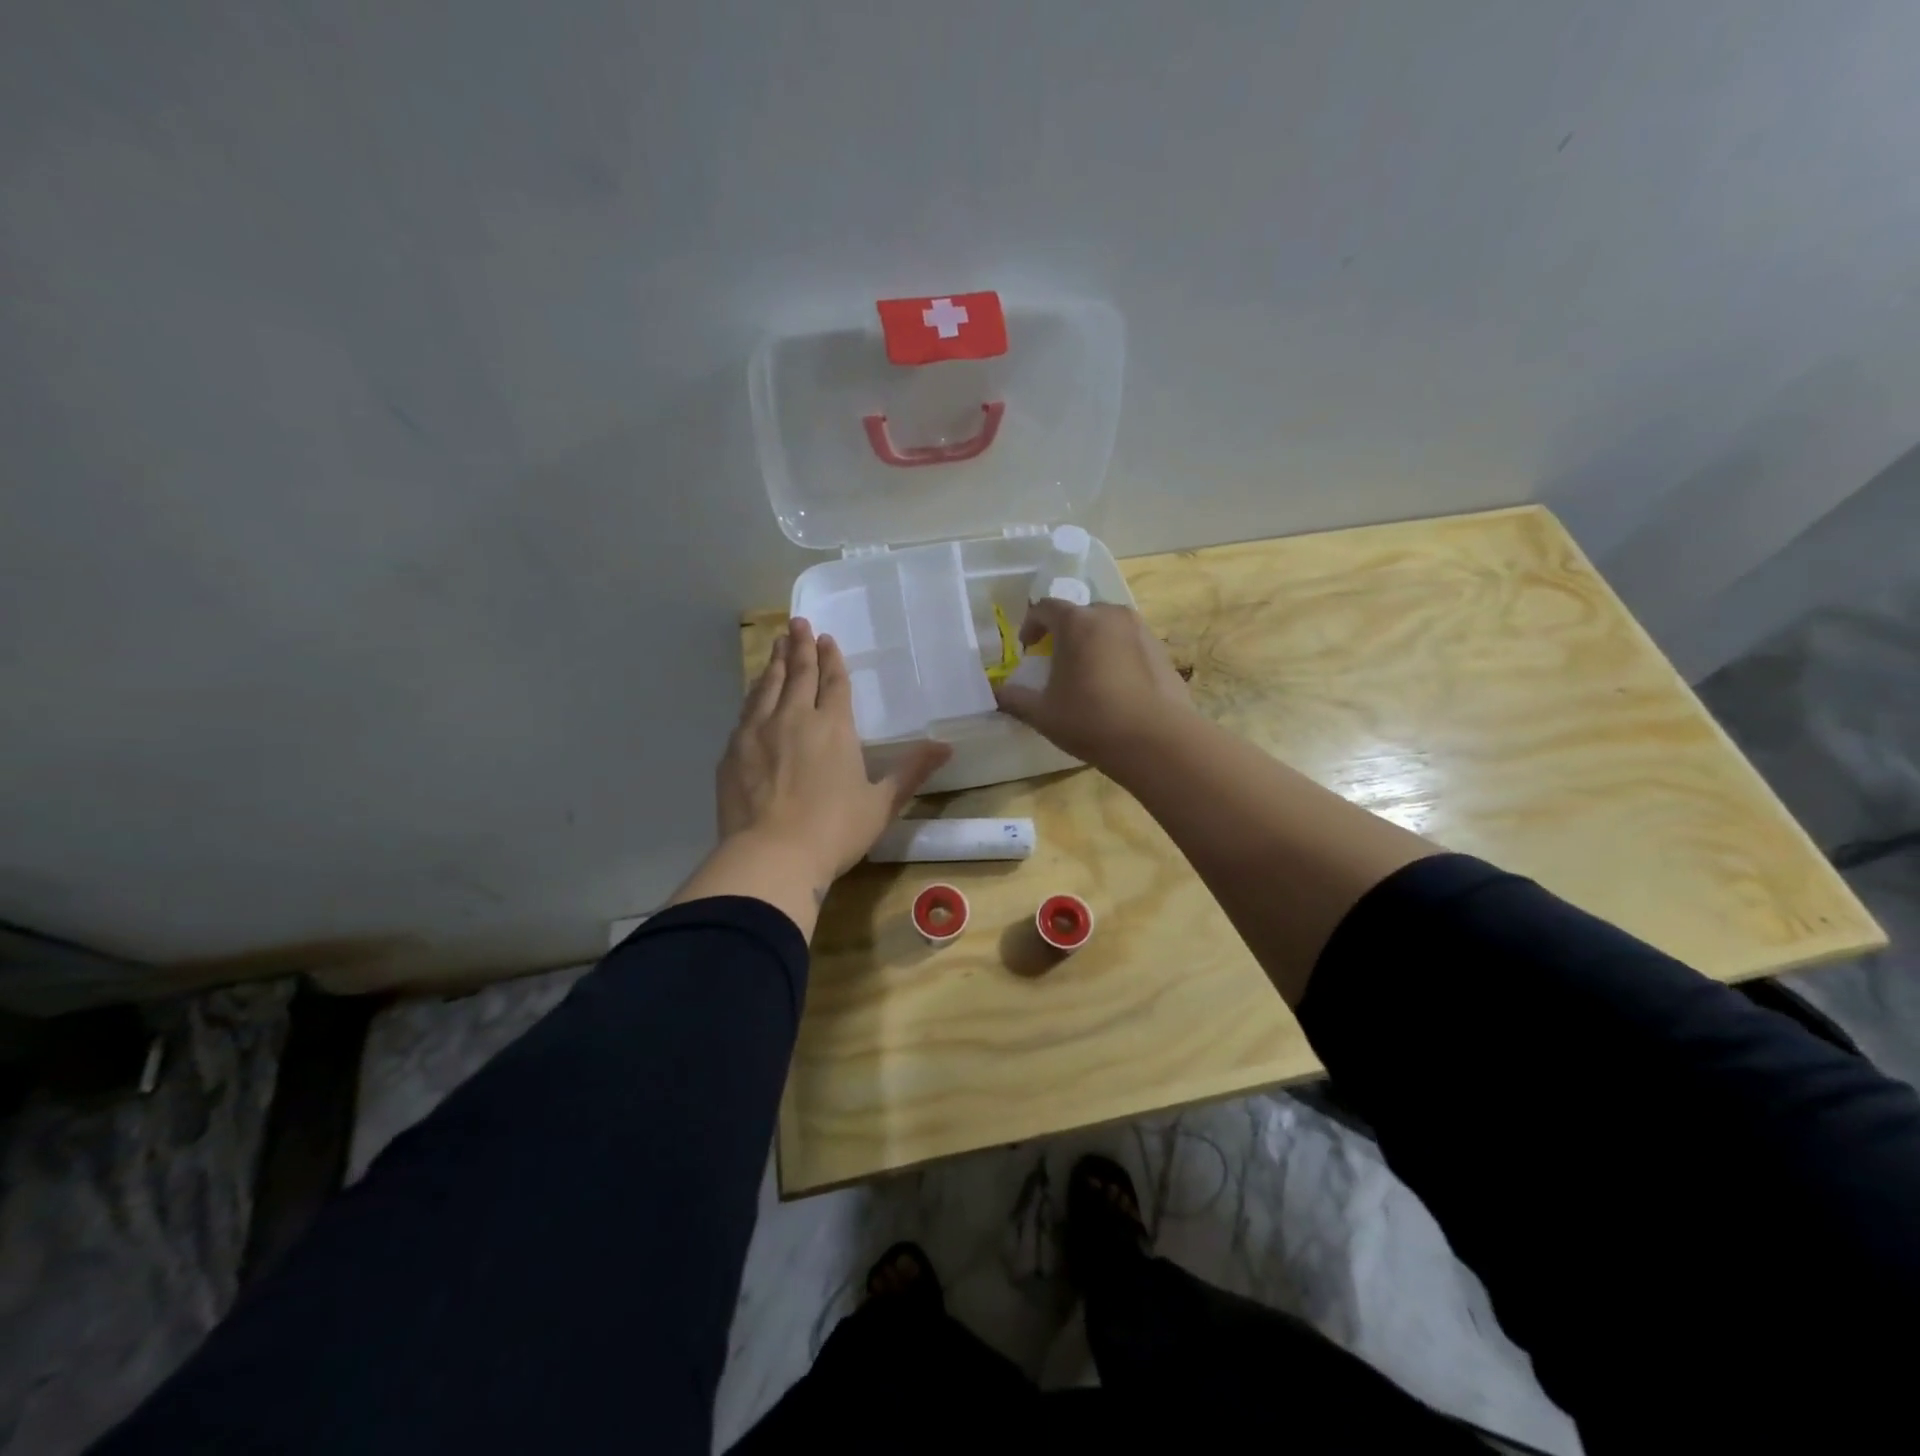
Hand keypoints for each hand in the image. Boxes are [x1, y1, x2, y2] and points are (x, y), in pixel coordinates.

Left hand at [718, 618, 951, 885]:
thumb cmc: (834, 831)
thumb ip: (911, 771)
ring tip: (777, 645)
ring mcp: (758, 732)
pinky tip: (753, 692)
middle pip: (798, 674)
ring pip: (768, 687)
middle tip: (798, 623)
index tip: (826, 638)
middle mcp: (794, 718)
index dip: (831, 659)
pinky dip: (753, 694)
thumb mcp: (881, 804)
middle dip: (800, 647)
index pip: (833, 683)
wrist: (771, 856)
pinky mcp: (733, 751)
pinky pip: (745, 711)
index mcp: (834, 727)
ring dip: (775, 663)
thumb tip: (946, 747)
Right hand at [992, 601, 1194, 771]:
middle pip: (1079, 614)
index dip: (1031, 625)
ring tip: (1087, 673)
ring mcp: (1140, 630)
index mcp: (1076, 622)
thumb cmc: (1091, 720)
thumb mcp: (1042, 714)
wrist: (1157, 740)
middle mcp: (1110, 615)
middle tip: (1056, 661)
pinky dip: (1117, 654)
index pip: (1045, 608)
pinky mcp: (1161, 650)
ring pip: (1107, 626)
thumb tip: (997, 693)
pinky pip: (1130, 643)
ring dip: (1092, 642)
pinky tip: (1116, 686)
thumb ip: (1014, 699)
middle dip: (1063, 633)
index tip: (1027, 648)